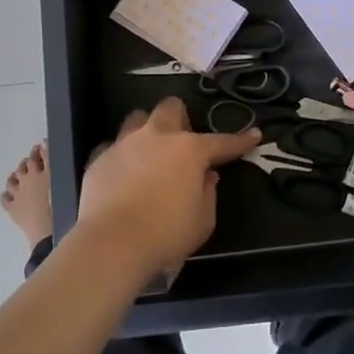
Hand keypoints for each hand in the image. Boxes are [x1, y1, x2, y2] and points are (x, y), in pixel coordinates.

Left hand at [71, 97, 259, 281]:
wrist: (112, 244)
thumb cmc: (166, 234)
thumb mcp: (203, 220)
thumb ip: (208, 193)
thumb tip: (207, 176)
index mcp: (189, 150)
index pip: (222, 141)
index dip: (240, 140)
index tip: (254, 134)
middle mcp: (157, 137)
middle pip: (170, 108)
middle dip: (180, 119)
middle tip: (182, 142)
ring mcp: (124, 144)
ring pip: (137, 119)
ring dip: (147, 131)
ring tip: (149, 152)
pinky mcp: (99, 159)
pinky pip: (112, 148)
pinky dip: (121, 158)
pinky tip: (123, 175)